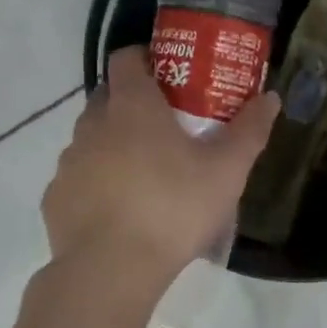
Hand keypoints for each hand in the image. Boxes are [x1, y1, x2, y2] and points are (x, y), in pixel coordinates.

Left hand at [43, 46, 278, 291]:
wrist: (111, 269)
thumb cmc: (173, 207)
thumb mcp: (226, 171)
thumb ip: (249, 131)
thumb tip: (271, 97)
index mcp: (132, 106)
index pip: (126, 58)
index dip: (144, 59)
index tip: (167, 76)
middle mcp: (93, 124)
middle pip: (107, 97)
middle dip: (131, 103)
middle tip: (164, 126)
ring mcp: (69, 161)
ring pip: (90, 138)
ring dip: (112, 144)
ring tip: (143, 174)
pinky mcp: (55, 197)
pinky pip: (78, 177)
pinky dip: (95, 183)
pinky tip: (118, 210)